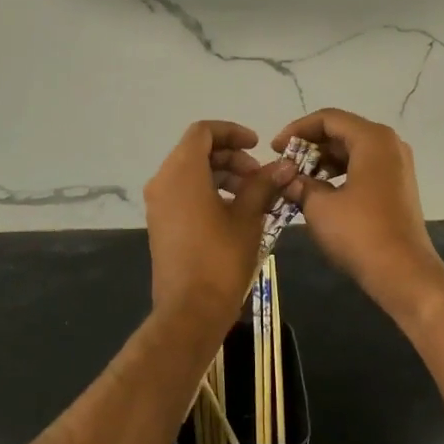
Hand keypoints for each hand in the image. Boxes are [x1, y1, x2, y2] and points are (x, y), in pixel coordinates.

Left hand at [143, 120, 287, 330]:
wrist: (190, 311)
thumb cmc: (221, 259)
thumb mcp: (249, 217)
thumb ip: (264, 185)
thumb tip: (285, 166)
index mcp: (181, 172)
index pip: (203, 132)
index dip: (232, 132)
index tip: (257, 146)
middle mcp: (163, 182)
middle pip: (197, 151)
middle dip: (231, 157)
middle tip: (260, 176)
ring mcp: (158, 204)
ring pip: (191, 172)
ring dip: (222, 175)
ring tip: (253, 196)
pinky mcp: (161, 224)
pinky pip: (184, 193)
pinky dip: (209, 191)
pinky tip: (235, 213)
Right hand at [273, 109, 443, 320]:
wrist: (404, 272)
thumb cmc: (360, 232)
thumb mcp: (320, 206)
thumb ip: (300, 185)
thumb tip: (287, 179)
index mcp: (372, 139)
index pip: (328, 119)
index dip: (297, 130)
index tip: (275, 149)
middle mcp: (389, 144)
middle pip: (342, 132)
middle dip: (310, 147)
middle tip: (284, 165)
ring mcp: (397, 165)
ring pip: (353, 150)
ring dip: (323, 161)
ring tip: (298, 181)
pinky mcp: (398, 185)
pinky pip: (364, 167)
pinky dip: (340, 174)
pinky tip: (320, 193)